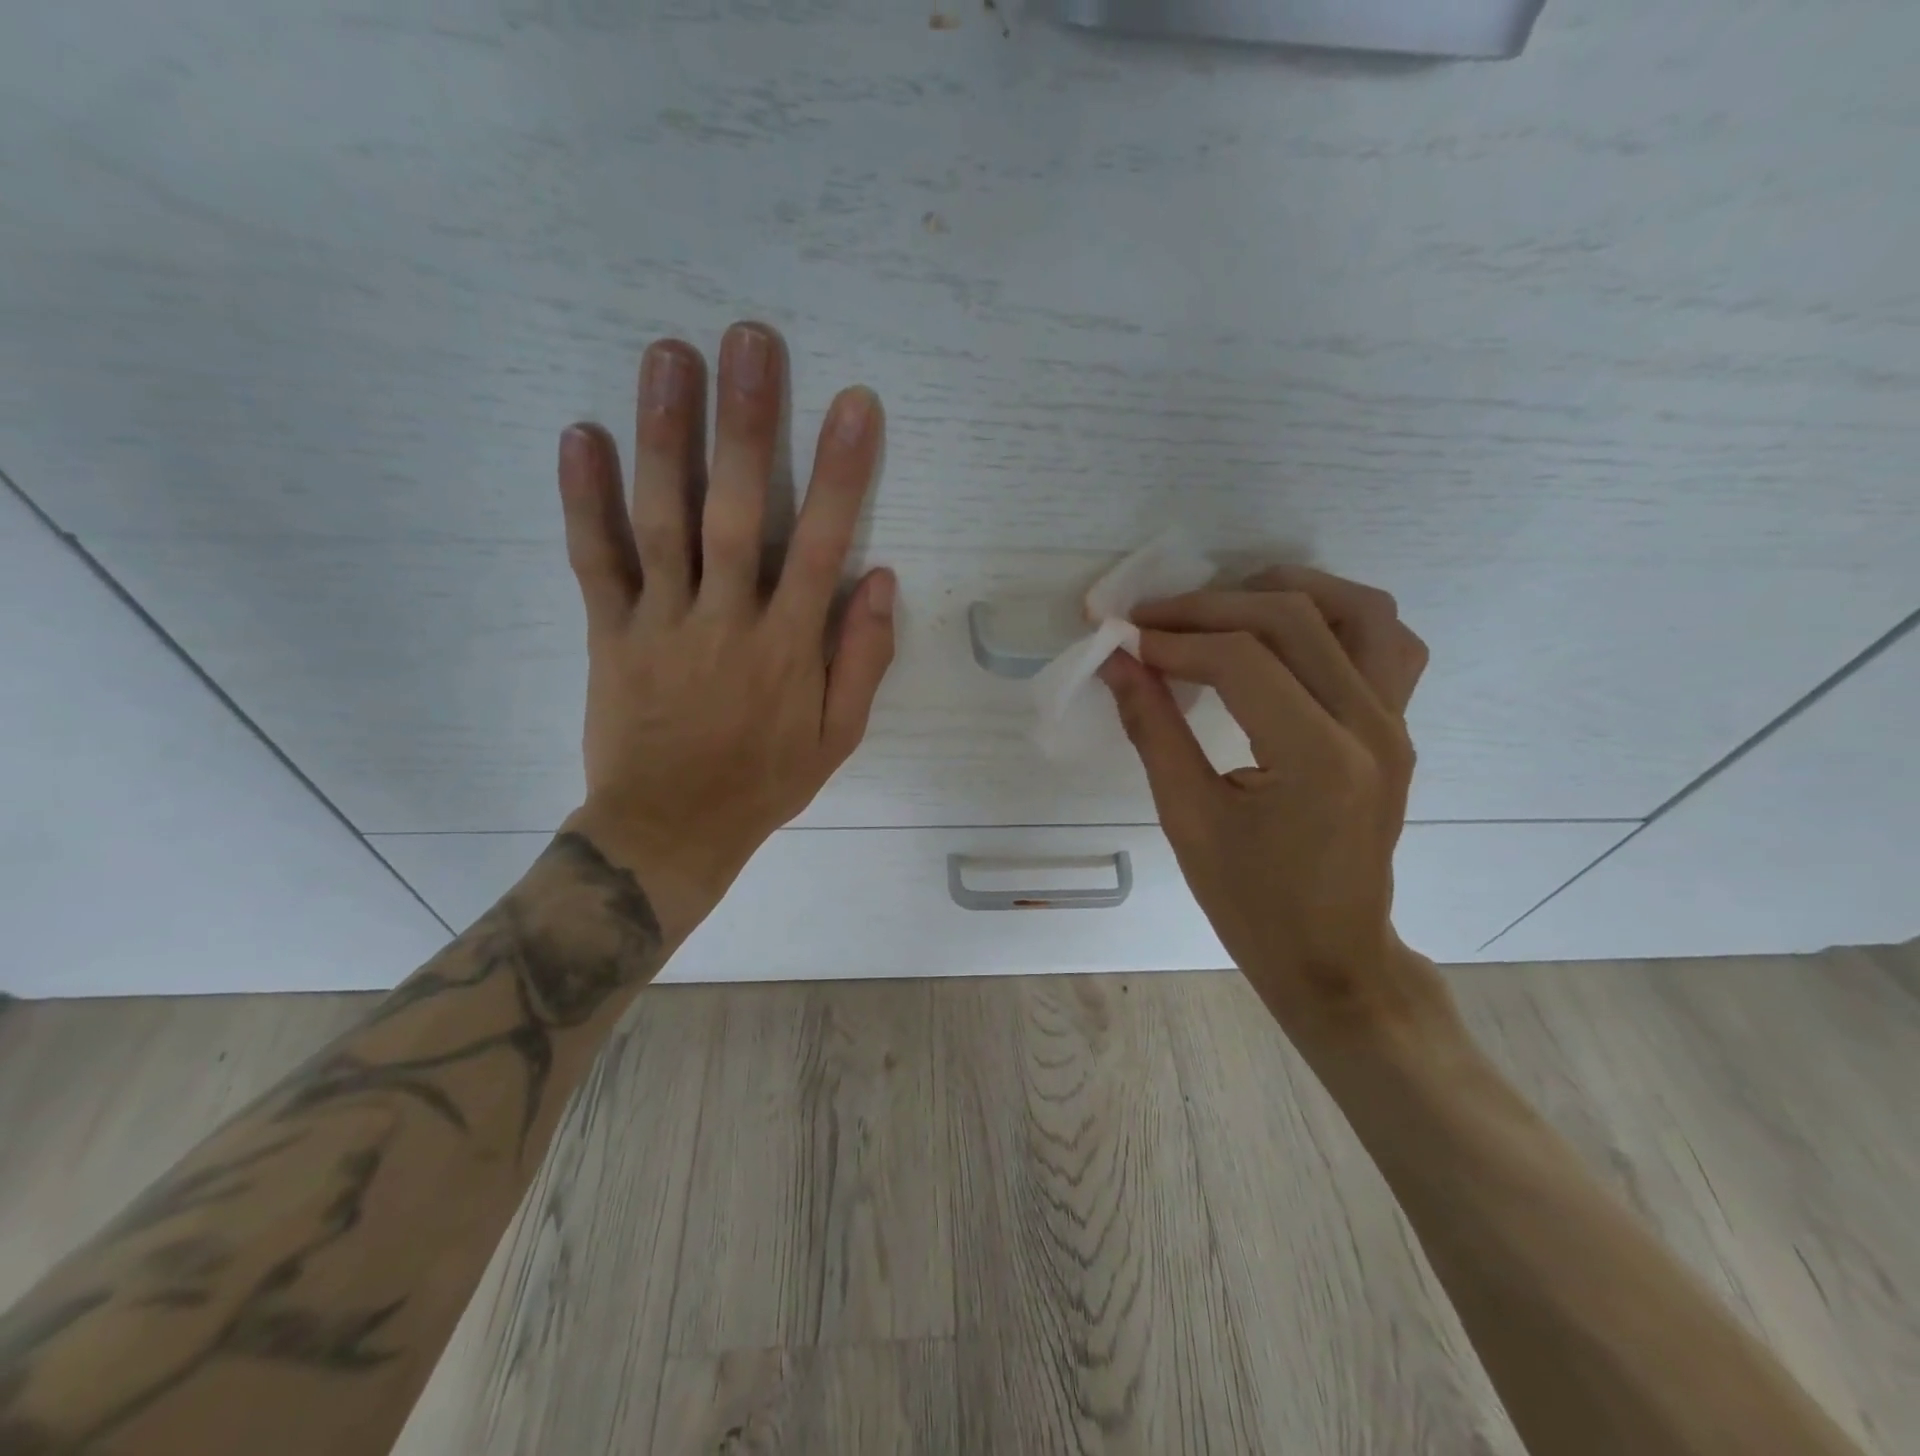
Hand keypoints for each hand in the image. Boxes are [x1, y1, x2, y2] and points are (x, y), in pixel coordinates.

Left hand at [555, 323, 895, 936]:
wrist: (670, 829)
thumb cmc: (763, 782)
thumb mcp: (837, 737)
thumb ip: (863, 659)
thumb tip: (882, 580)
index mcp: (788, 646)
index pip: (820, 544)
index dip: (840, 472)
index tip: (854, 404)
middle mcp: (726, 620)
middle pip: (735, 510)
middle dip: (747, 423)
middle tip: (749, 340)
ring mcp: (661, 622)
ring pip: (662, 519)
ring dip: (666, 435)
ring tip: (669, 355)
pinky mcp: (609, 633)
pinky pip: (594, 560)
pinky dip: (583, 499)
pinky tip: (581, 434)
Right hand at [1100, 565, 1453, 1047]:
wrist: (1331, 955)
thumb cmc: (1251, 902)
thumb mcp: (1187, 818)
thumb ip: (1153, 728)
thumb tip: (1117, 661)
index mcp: (1318, 757)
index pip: (1241, 659)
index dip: (1173, 639)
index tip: (1123, 639)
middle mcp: (1371, 725)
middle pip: (1293, 619)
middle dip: (1210, 607)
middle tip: (1151, 620)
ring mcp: (1396, 723)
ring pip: (1358, 611)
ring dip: (1284, 595)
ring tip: (1221, 609)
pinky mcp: (1398, 728)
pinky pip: (1384, 643)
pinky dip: (1333, 618)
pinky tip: (1285, 635)